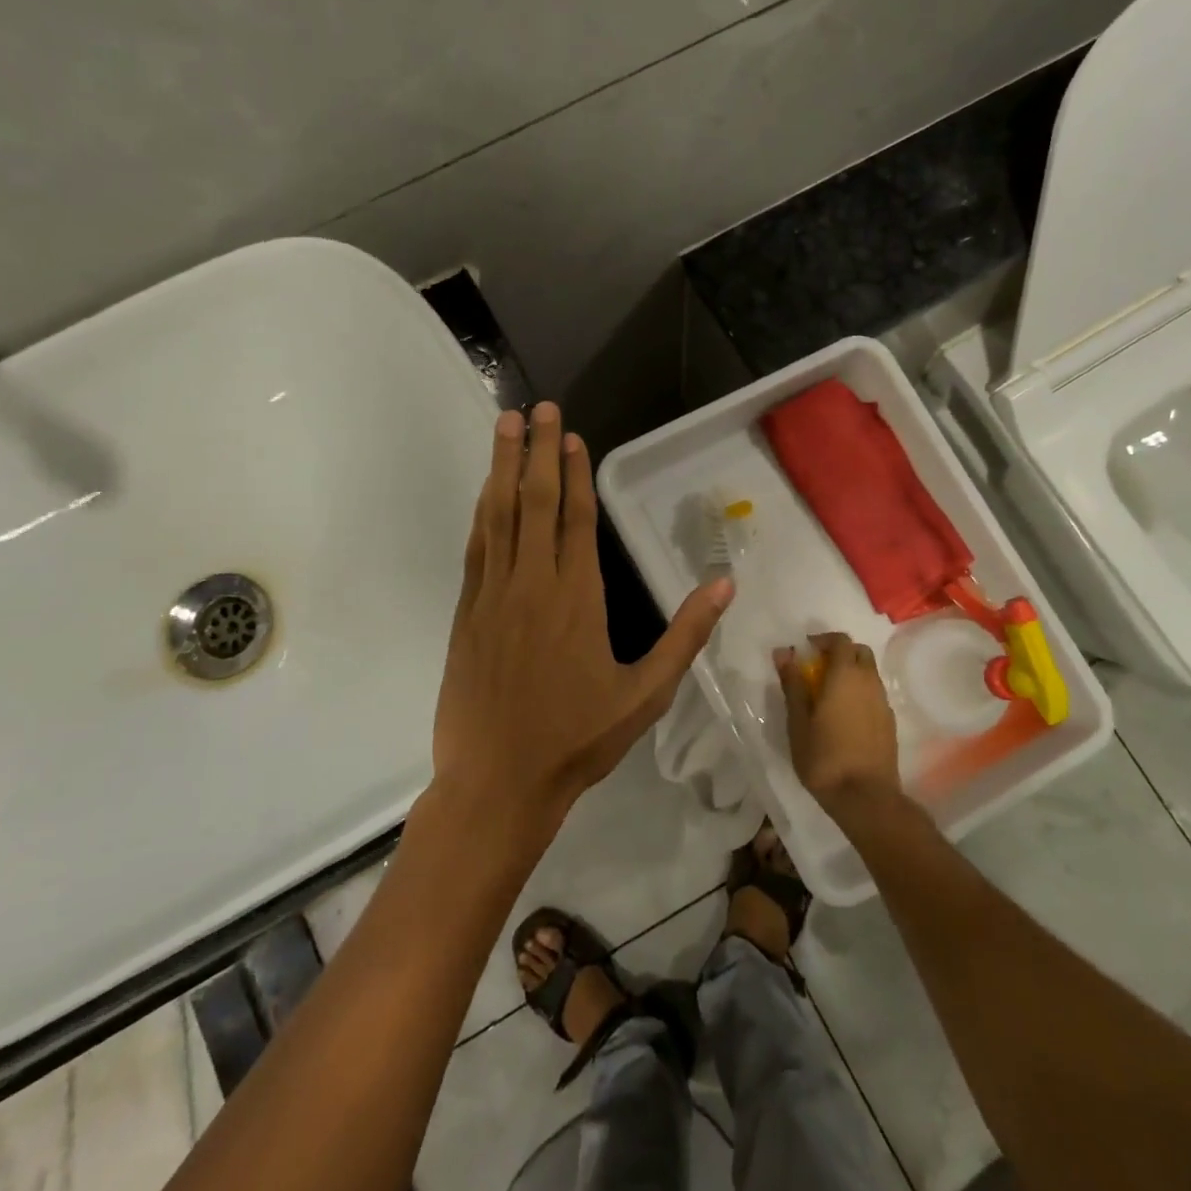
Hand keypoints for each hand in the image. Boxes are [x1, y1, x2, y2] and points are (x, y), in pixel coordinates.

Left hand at [432, 403, 733, 833]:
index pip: (577, 519)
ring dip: (502, 467)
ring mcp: (493, 596)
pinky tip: (486, 492)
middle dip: (537, 451)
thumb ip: (685, 637)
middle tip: (538, 408)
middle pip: (535, 502)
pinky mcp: (467, 614)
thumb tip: (724, 586)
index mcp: (578, 599)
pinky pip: (477, 549)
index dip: (575, 472)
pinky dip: (483, 513)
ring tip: (506, 426)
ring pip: (499, 516)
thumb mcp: (646, 695)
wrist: (498, 782)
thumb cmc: (577, 740)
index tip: (572, 435)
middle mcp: (533, 584)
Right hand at [776, 632, 901, 819]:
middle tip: (817, 670)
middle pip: (860, 652)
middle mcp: (869, 682)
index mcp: (845, 676)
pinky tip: (845, 716)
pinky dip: (860, 692)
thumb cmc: (824, 757)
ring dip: (851, 673)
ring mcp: (883, 703)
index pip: (841, 640)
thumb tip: (784, 652)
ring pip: (869, 673)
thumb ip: (793, 683)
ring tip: (828, 695)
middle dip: (840, 653)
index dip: (823, 640)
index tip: (805, 651)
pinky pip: (875, 694)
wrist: (865, 798)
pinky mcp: (890, 722)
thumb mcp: (798, 721)